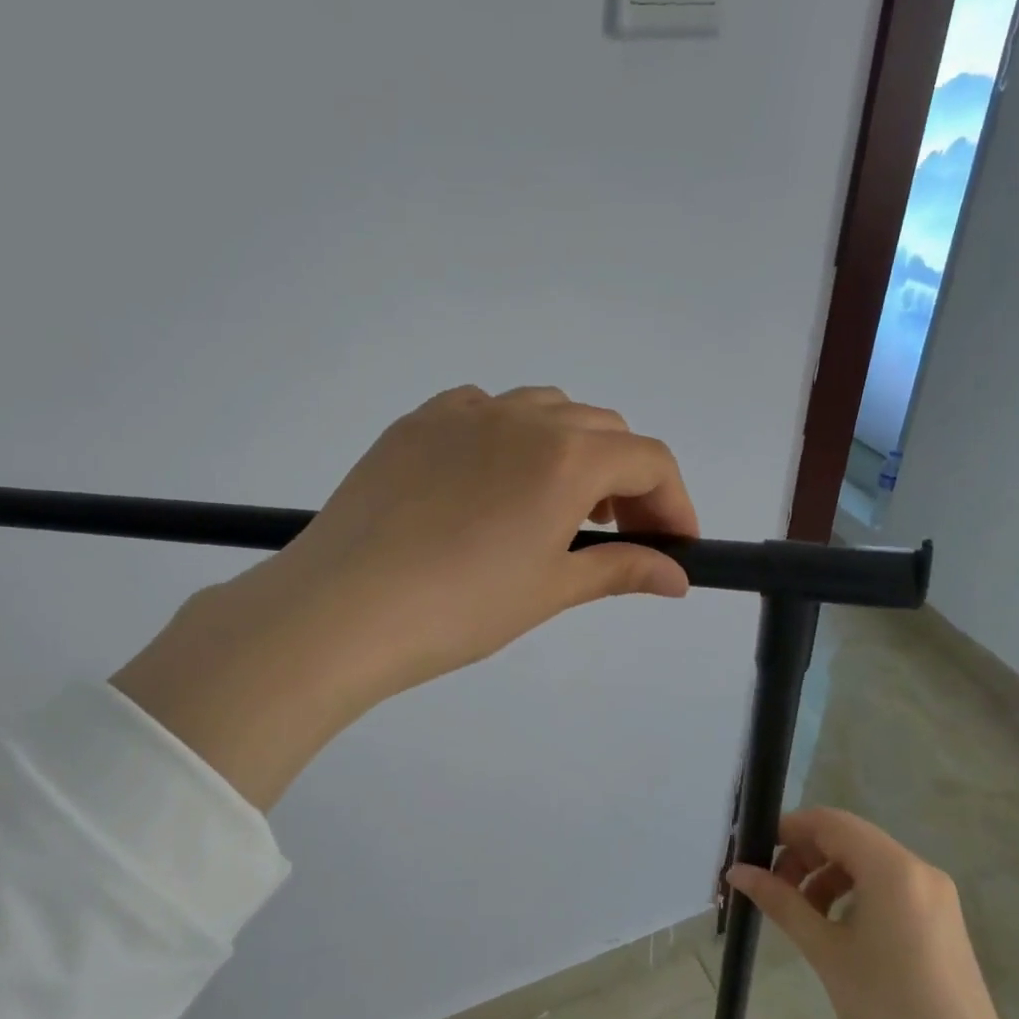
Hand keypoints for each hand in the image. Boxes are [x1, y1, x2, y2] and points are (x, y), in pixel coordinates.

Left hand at [271, 384, 698, 697]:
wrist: (343, 608)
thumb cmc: (460, 608)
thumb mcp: (550, 590)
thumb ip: (621, 570)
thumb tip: (676, 577)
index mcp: (566, 456)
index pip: (650, 460)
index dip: (675, 502)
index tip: (676, 546)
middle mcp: (521, 415)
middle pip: (603, 429)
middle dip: (628, 478)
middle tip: (619, 533)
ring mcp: (462, 411)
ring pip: (545, 410)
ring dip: (572, 451)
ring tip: (558, 507)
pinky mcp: (416, 423)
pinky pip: (484, 410)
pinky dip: (512, 437)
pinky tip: (495, 483)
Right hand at [728, 808, 1011, 1018]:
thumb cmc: (886, 1005)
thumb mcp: (824, 949)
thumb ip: (781, 902)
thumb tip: (738, 872)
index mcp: (891, 867)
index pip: (829, 823)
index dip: (788, 830)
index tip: (755, 854)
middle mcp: (918, 868)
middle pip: (849, 839)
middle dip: (805, 856)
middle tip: (773, 889)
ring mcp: (935, 894)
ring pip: (868, 862)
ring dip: (828, 876)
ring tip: (802, 914)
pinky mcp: (942, 919)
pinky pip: (889, 885)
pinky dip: (855, 893)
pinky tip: (838, 928)